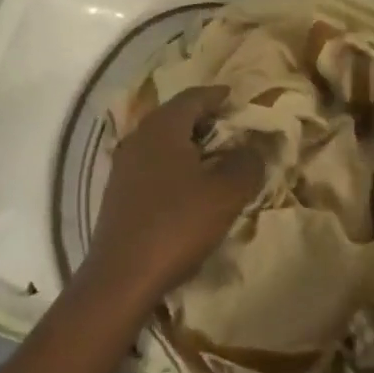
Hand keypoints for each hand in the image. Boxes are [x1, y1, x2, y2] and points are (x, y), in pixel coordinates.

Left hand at [85, 86, 263, 307]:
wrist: (122, 277)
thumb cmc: (177, 224)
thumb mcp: (226, 193)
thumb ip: (247, 163)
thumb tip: (255, 146)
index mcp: (162, 128)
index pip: (192, 98)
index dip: (216, 95)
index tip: (236, 97)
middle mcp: (138, 139)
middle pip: (174, 116)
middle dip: (202, 117)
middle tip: (230, 125)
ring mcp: (123, 167)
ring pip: (161, 142)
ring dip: (187, 143)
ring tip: (214, 155)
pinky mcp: (118, 194)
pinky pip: (152, 165)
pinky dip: (174, 164)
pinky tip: (188, 184)